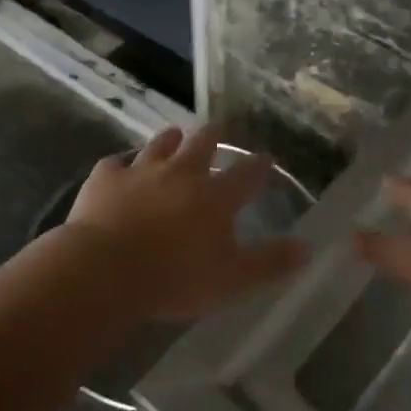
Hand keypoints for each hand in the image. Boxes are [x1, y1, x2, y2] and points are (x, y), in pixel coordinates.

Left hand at [63, 124, 308, 321]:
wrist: (105, 270)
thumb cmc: (175, 279)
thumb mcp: (232, 280)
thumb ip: (270, 263)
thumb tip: (306, 248)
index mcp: (215, 196)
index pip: (246, 174)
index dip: (259, 166)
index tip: (266, 159)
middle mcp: (181, 173)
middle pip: (202, 144)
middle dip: (213, 136)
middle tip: (217, 130)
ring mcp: (141, 171)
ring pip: (160, 144)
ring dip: (170, 139)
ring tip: (174, 135)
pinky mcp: (105, 178)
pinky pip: (115, 164)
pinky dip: (121, 165)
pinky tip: (119, 168)